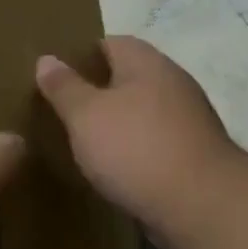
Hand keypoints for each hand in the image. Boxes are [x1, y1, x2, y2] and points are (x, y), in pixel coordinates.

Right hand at [35, 36, 239, 231]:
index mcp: (147, 63)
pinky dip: (134, 150)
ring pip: (142, 111)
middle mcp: (173, 83)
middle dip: (98, 90)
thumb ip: (64, 87)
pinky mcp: (194, 154)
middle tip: (62, 108)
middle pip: (128, 76)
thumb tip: (46, 59)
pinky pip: (155, 142)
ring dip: (117, 122)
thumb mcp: (86, 115)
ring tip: (83, 140)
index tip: (55, 74)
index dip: (81, 54)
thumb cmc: (136, 148)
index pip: (110, 42)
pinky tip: (114, 168)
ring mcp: (188, 120)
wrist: (201, 206)